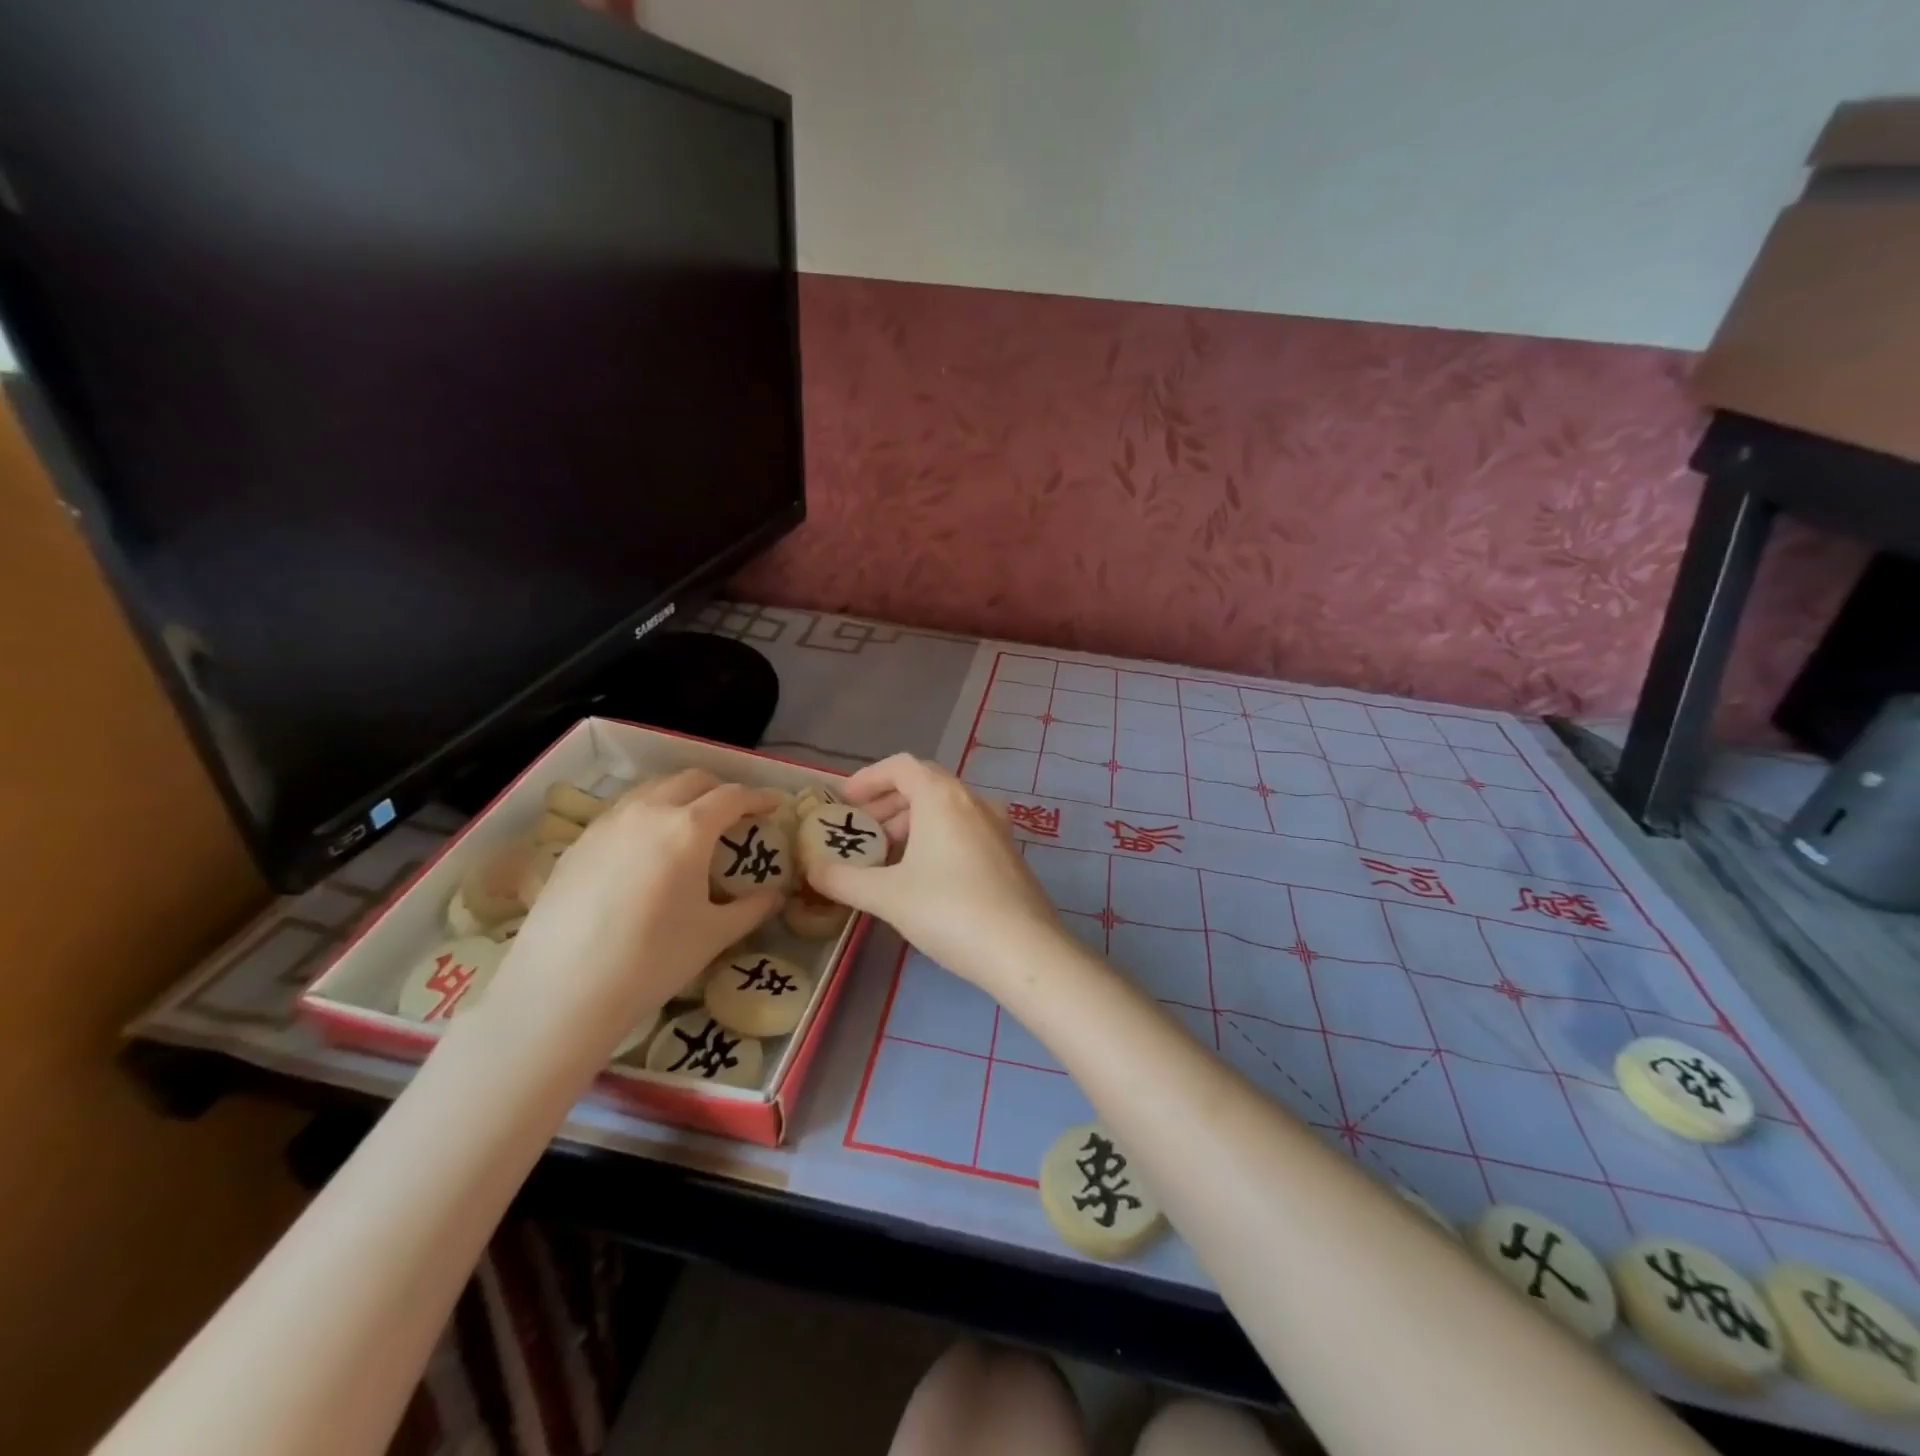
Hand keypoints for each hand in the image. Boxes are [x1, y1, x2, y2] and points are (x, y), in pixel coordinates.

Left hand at [480, 770, 781, 1067]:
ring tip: (689, 825)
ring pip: (652, 790)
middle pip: (691, 780)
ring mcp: (607, 823)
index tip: (773, 806)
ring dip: (680, 796)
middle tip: (734, 814)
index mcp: (688, 828)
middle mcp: (648, 812)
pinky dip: (646, 815)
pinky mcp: (578, 843)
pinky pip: (622, 812)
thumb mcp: (713, 935)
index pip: (732, 796)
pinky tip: (645, 850)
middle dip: (719, 790)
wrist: (562, 990)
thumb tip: (775, 897)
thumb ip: (752, 909)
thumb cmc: (652, 960)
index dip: (758, 798)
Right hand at [805, 754, 1063, 993]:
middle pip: (924, 785)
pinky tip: (924, 876)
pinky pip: (964, 829)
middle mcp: (973, 800)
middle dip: (887, 804)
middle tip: (862, 833)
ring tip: (887, 858)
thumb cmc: (950, 910)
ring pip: (946, 809)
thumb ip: (843, 880)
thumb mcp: (887, 896)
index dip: (869, 778)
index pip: (901, 766)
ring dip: (912, 824)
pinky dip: (937, 838)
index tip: (845, 801)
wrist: (1024, 949)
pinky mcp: (1008, 853)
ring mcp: (996, 826)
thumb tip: (812, 870)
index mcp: (942, 797)